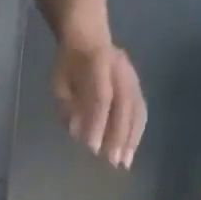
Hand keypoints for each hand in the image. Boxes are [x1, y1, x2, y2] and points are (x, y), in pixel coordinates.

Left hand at [52, 41, 145, 168]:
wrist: (89, 37)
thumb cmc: (69, 64)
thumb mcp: (59, 83)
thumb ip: (67, 107)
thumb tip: (77, 133)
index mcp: (98, 63)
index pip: (101, 97)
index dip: (98, 124)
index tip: (92, 149)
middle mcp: (120, 69)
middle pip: (124, 105)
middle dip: (118, 136)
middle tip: (112, 162)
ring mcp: (132, 75)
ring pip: (136, 108)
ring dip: (132, 138)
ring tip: (125, 162)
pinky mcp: (137, 84)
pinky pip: (141, 109)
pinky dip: (137, 132)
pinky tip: (131, 150)